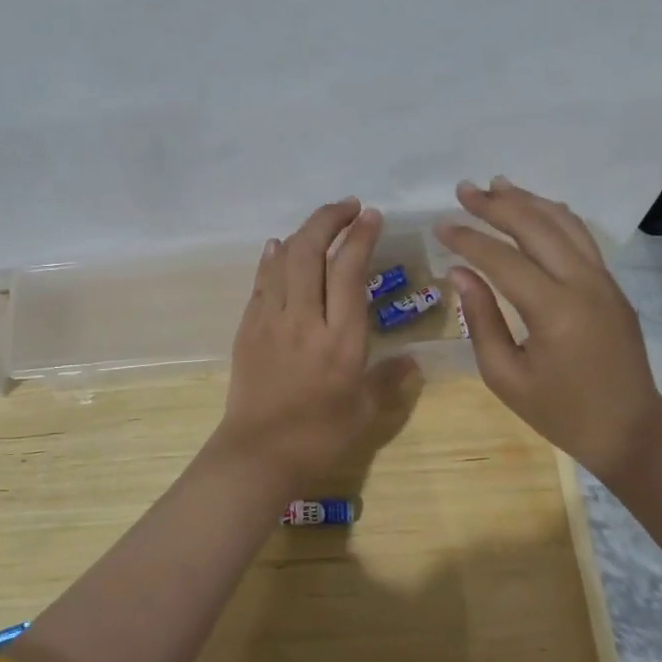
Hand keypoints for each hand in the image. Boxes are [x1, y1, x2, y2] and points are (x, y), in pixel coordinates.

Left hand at [216, 198, 414, 490]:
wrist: (258, 455)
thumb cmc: (319, 437)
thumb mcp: (366, 413)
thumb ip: (390, 381)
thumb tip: (413, 361)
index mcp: (341, 340)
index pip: (349, 271)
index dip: (361, 237)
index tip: (371, 216)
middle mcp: (306, 320)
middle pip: (311, 252)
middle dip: (330, 219)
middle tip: (349, 206)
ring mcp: (272, 321)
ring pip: (284, 259)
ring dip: (304, 232)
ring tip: (322, 222)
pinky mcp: (248, 328)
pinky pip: (261, 281)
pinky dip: (272, 257)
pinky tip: (279, 246)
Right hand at [435, 178, 661, 482]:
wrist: (629, 430)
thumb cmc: (560, 412)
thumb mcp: (506, 377)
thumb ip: (481, 319)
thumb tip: (460, 273)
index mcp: (554, 310)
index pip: (503, 259)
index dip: (468, 239)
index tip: (440, 225)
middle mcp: (583, 283)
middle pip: (536, 227)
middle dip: (497, 205)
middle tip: (464, 190)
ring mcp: (604, 281)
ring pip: (564, 224)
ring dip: (528, 201)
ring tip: (497, 185)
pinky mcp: (612, 285)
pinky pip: (582, 238)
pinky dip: (555, 216)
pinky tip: (536, 209)